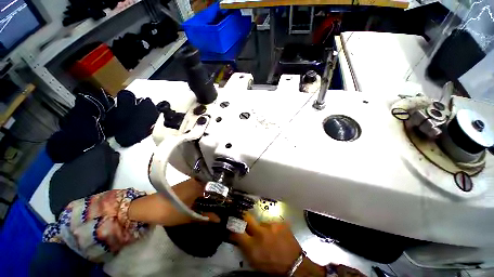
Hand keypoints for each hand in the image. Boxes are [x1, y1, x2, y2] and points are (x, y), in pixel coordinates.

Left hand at [128, 178, 218, 225]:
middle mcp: (196, 181)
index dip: (222, 195)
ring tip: (215, 205)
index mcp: (199, 185)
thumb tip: (219, 219)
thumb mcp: (188, 217)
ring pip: (204, 188)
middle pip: (211, 188)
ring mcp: (190, 182)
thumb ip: (205, 217)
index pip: (216, 188)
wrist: (148, 207)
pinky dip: (202, 196)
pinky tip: (203, 202)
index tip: (228, 201)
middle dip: (216, 196)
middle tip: (223, 205)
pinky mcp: (185, 186)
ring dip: (209, 196)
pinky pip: (198, 189)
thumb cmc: (170, 211)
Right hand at [230, 213, 325, 276]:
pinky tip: (276, 235)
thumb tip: (237, 236)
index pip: (237, 231)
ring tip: (268, 235)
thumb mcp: (254, 261)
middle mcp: (260, 232)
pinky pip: (272, 223)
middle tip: (245, 219)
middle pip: (247, 217)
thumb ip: (244, 248)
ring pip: (261, 222)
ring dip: (262, 228)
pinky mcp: (280, 223)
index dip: (233, 227)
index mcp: (252, 245)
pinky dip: (272, 228)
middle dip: (244, 217)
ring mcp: (271, 225)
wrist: (294, 265)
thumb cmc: (271, 266)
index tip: (232, 223)